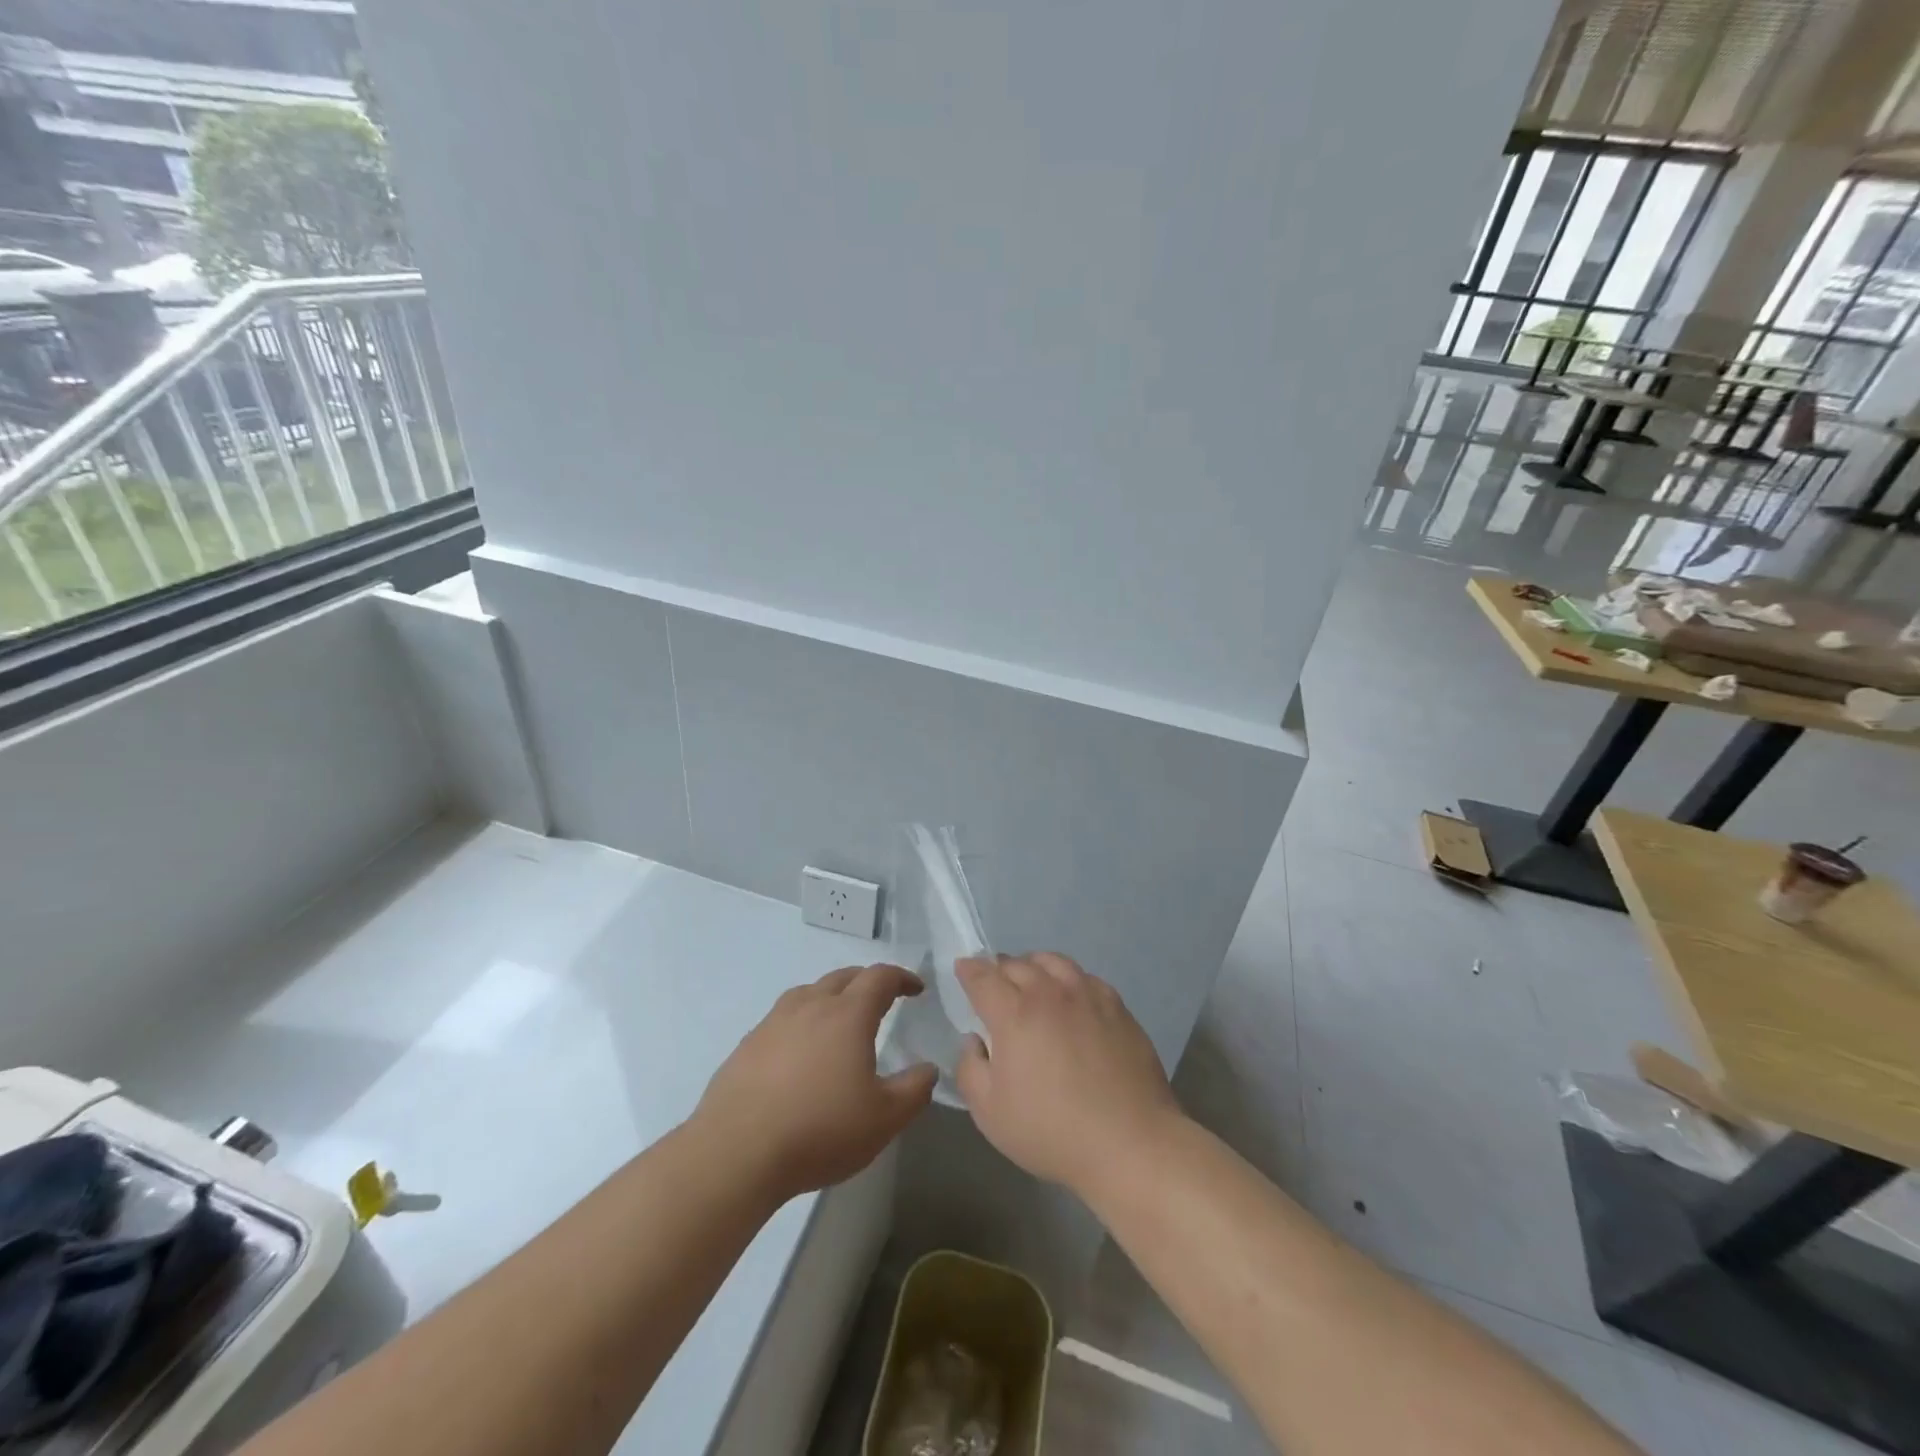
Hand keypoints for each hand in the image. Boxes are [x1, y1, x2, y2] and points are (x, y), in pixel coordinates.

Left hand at [695, 964, 937, 1203]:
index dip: (902, 978)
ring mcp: (773, 1022)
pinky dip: (801, 1023)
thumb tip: (928, 1069)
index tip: (916, 989)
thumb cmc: (820, 1130)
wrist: (736, 1152)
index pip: (880, 978)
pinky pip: (782, 1019)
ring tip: (840, 1021)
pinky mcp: (747, 1045)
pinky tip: (800, 1054)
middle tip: (883, 999)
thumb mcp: (884, 1119)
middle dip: (868, 982)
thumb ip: (914, 1090)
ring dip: (831, 997)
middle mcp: (810, 1005)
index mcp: (848, 1014)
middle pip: (843, 977)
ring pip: (809, 993)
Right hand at [955, 953, 1181, 1196]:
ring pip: (1053, 961)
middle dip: (998, 968)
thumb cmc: (1052, 1131)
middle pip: (1017, 963)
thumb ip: (970, 1068)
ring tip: (1031, 981)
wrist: (1130, 1143)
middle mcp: (1049, 993)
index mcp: (1014, 1014)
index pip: (983, 977)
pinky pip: (1085, 977)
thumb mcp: (990, 1113)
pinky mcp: (1117, 1006)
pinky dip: (1067, 979)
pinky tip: (1070, 998)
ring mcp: (1088, 995)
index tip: (962, 968)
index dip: (968, 970)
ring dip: (1033, 966)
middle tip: (994, 984)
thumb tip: (975, 1040)